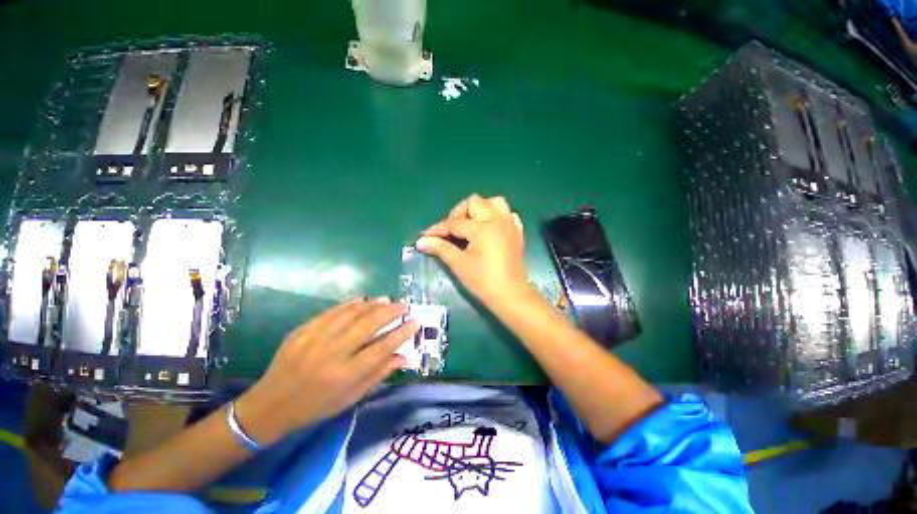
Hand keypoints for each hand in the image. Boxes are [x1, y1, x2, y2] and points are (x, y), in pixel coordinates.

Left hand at [234, 298, 418, 445]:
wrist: (270, 404)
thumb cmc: (316, 406)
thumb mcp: (350, 398)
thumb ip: (378, 374)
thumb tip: (404, 356)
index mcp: (345, 375)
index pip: (382, 348)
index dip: (402, 333)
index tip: (415, 322)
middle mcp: (332, 353)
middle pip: (369, 324)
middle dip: (391, 312)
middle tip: (404, 306)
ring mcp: (315, 338)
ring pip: (352, 313)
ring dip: (373, 304)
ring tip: (387, 300)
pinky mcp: (303, 330)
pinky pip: (332, 311)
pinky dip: (351, 304)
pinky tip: (363, 300)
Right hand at [416, 194, 528, 308]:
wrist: (511, 296)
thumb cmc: (483, 281)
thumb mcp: (459, 264)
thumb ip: (440, 248)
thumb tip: (421, 241)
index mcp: (483, 228)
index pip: (455, 223)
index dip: (438, 229)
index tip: (425, 236)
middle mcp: (498, 220)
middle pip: (474, 202)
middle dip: (459, 213)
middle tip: (452, 231)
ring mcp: (510, 225)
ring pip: (494, 202)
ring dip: (480, 209)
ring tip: (471, 225)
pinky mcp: (517, 232)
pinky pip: (508, 214)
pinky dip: (497, 216)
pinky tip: (490, 228)